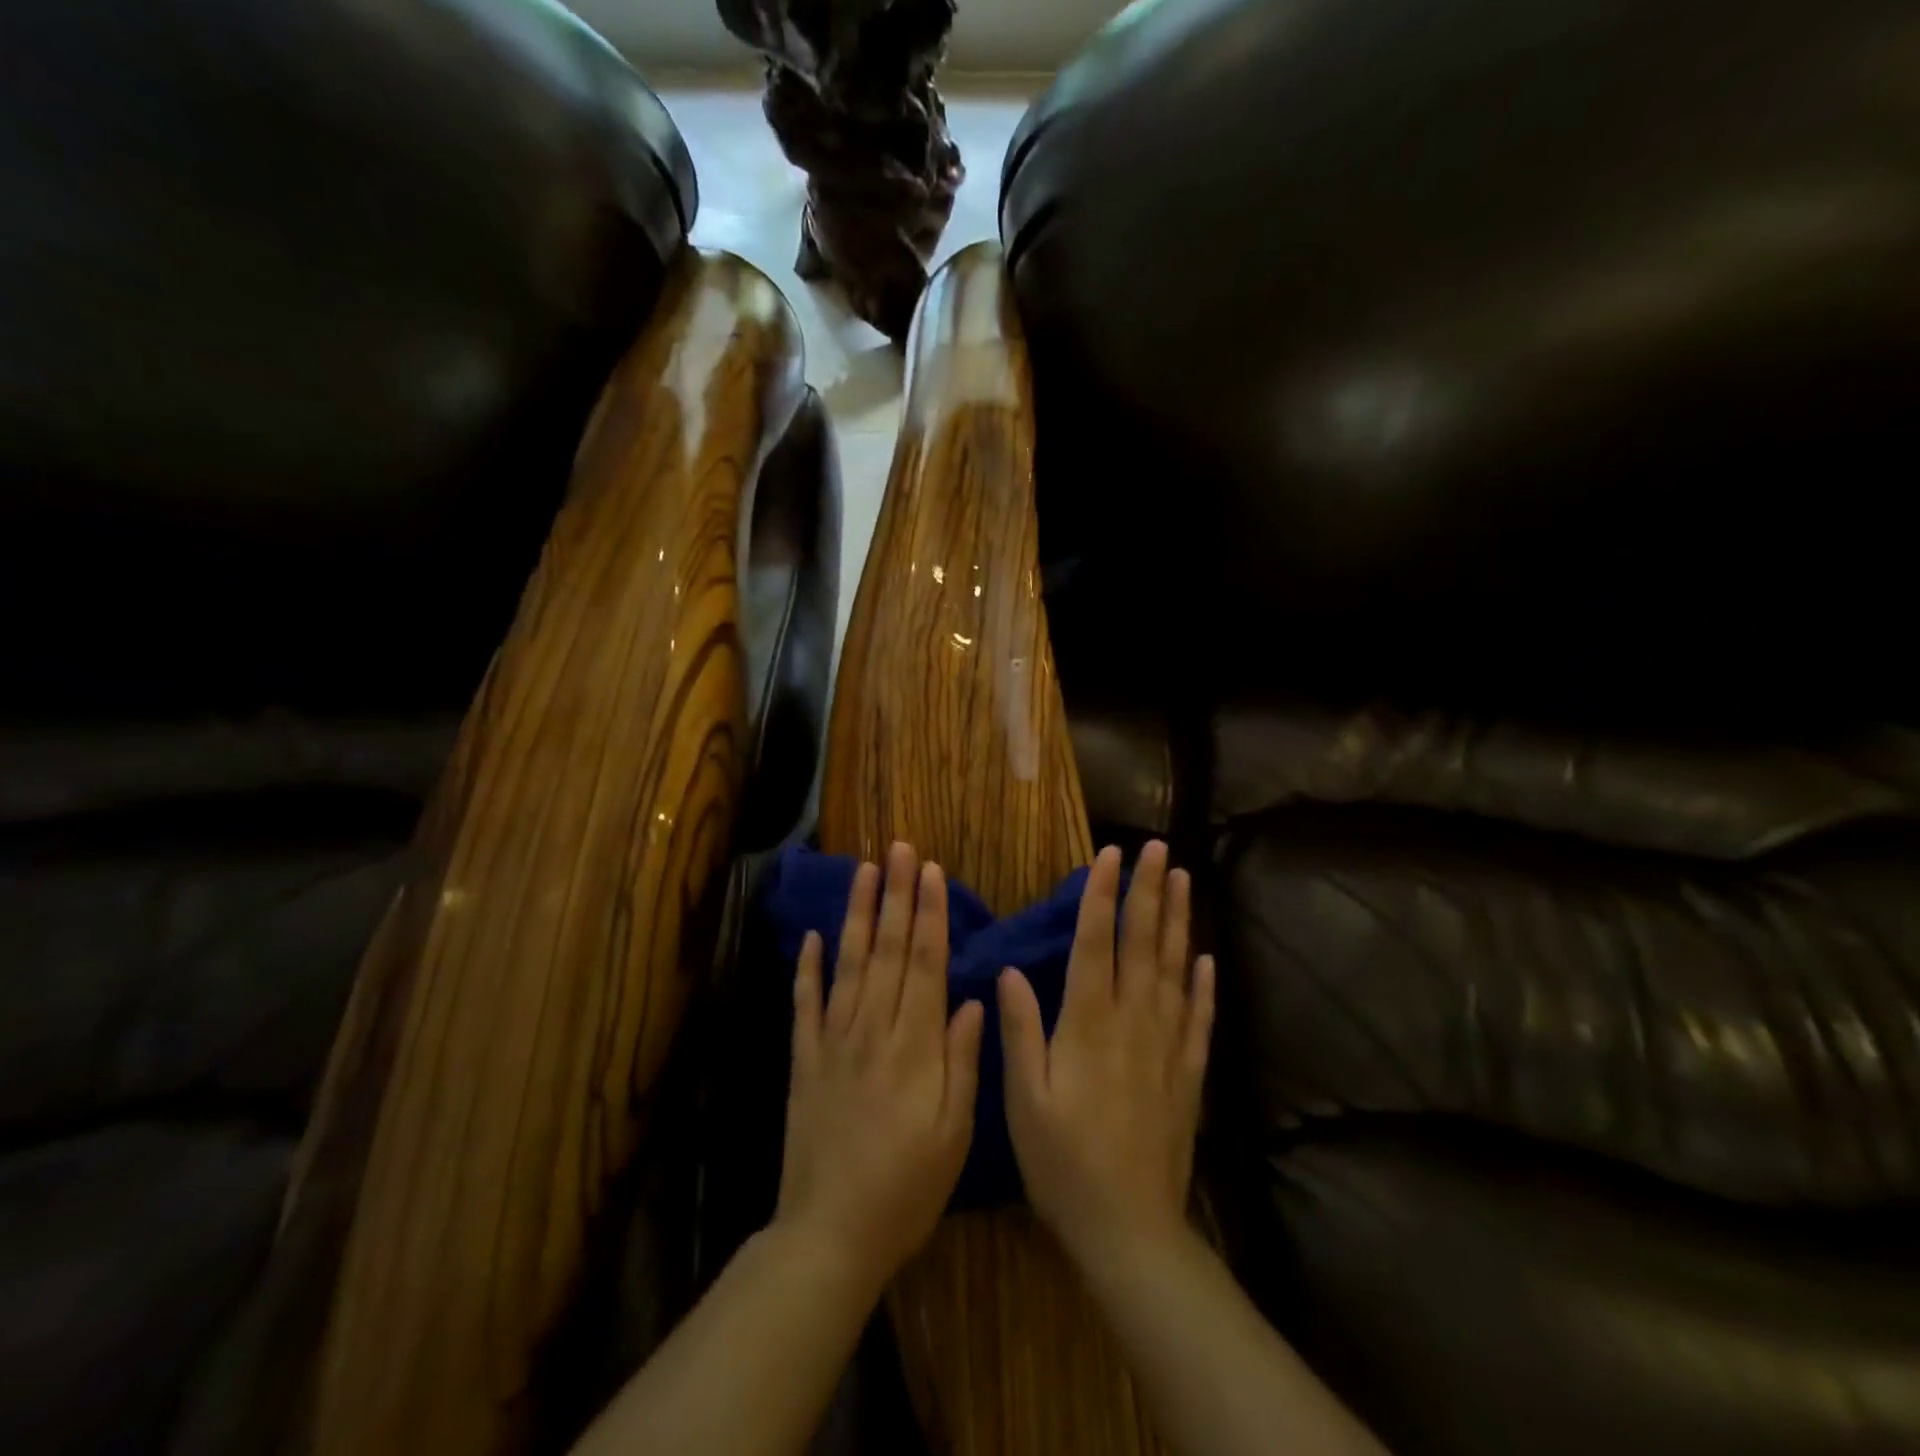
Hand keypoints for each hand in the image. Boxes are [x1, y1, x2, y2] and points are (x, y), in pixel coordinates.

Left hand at [774, 842, 985, 1290]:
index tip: (930, 871)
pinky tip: (810, 936)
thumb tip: (973, 998)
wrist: (830, 1233)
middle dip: (895, 895)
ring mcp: (834, 1041)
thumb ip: (963, 1059)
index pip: (926, 963)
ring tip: (862, 871)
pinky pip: (805, 1005)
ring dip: (857, 915)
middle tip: (898, 849)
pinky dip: (807, 968)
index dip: (929, 913)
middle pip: (888, 950)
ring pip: (848, 964)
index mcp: (915, 1044)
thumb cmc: (907, 1187)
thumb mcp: (955, 1132)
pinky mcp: (804, 1061)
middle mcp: (873, 1029)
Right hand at [998, 840, 1215, 1268]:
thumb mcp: (1023, 1099)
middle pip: (1142, 943)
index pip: (1097, 942)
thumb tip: (1011, 969)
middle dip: (1148, 891)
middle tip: (1158, 848)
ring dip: (1178, 922)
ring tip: (1182, 880)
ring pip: (1173, 969)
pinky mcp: (1187, 1074)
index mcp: (1089, 1023)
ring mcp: (1166, 1046)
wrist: (1129, 1229)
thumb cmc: (1063, 1162)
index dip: (1102, 894)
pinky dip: (1203, 985)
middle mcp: (1132, 1022)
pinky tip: (1206, 959)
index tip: (1110, 854)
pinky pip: (1198, 1018)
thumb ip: (1020, 1030)